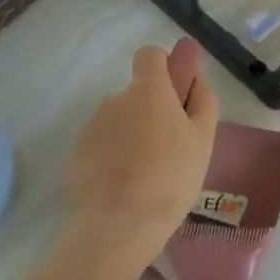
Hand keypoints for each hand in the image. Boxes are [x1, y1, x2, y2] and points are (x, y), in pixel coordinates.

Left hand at [62, 39, 217, 273]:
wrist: (120, 223)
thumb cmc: (172, 176)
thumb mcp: (203, 138)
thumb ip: (202, 100)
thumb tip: (195, 77)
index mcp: (149, 90)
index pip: (150, 55)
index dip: (163, 68)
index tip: (175, 93)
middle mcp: (115, 99)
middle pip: (136, 93)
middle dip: (150, 111)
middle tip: (169, 148)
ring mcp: (91, 127)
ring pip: (118, 121)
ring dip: (131, 135)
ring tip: (147, 173)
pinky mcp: (75, 154)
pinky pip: (100, 145)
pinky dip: (112, 157)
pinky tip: (124, 186)